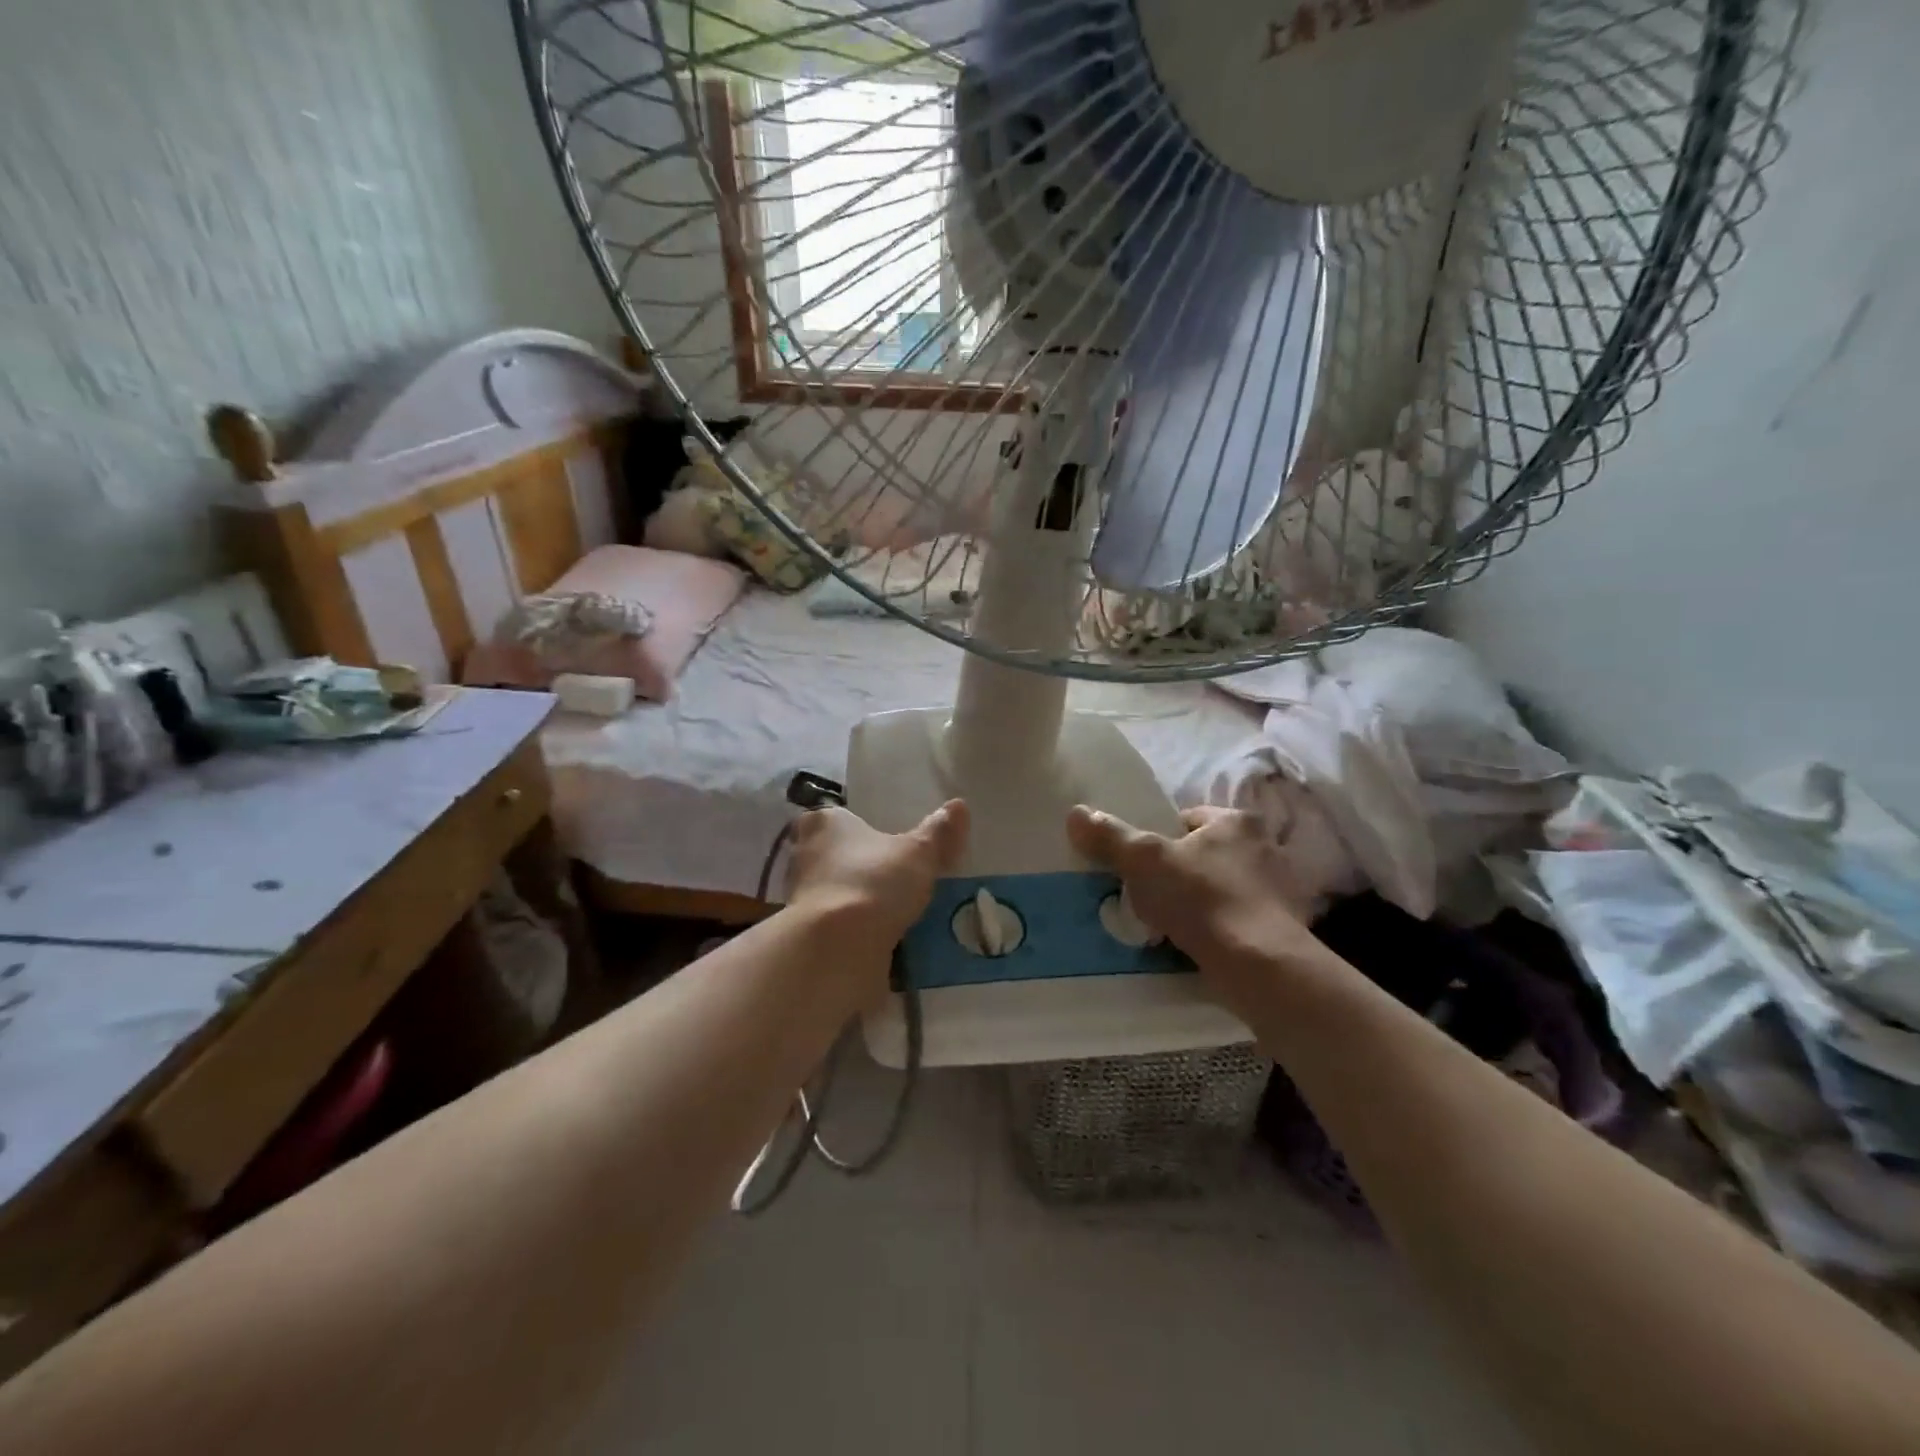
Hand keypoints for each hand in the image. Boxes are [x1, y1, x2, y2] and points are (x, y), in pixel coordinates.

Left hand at [784, 800, 969, 953]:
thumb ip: (938, 832)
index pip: (841, 818)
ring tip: (892, 914)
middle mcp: (803, 853)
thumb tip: (959, 805)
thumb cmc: (874, 883)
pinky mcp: (802, 932)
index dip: (864, 832)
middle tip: (894, 880)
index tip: (888, 848)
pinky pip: (833, 925)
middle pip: (835, 856)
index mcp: (824, 822)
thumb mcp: (918, 853)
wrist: (836, 948)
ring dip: (856, 901)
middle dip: (860, 868)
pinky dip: (851, 931)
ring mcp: (797, 895)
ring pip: (833, 891)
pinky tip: (878, 941)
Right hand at [1066, 803, 1322, 982]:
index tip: (1138, 865)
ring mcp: (1279, 890)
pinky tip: (1194, 945)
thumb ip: (1110, 836)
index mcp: (1237, 821)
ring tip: (1166, 924)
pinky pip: (1235, 920)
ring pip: (1219, 889)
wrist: (1259, 966)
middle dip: (1177, 873)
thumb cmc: (1202, 899)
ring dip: (1196, 903)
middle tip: (1147, 895)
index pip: (1187, 820)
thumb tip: (1076, 813)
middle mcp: (1265, 848)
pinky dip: (1216, 929)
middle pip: (1203, 854)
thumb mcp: (1143, 861)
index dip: (1157, 839)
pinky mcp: (1282, 929)